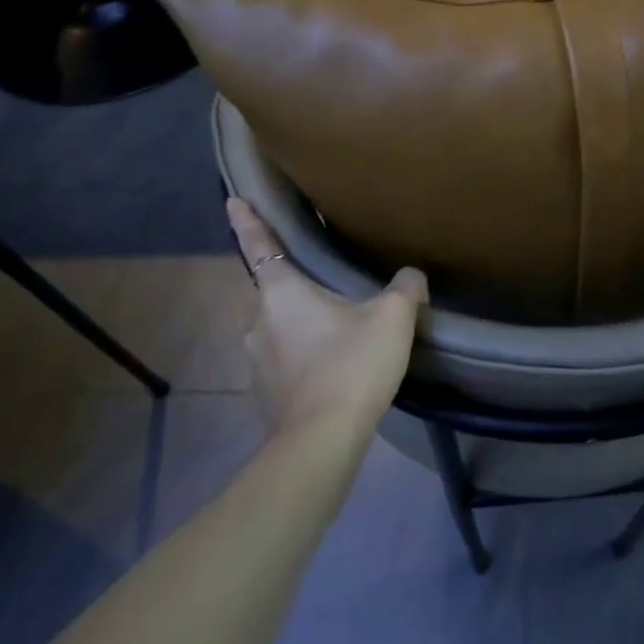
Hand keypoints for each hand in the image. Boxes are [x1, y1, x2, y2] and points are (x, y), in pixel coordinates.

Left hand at [227, 198, 427, 432]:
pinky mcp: (264, 392)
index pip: (260, 244)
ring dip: (302, 320)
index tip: (232, 199)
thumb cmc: (352, 365)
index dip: (247, 220)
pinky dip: (303, 351)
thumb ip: (405, 288)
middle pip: (275, 288)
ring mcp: (256, 359)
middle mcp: (258, 321)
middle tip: (329, 279)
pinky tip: (333, 363)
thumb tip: (411, 276)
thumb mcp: (392, 317)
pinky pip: (283, 356)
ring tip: (338, 326)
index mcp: (281, 293)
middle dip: (297, 282)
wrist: (322, 443)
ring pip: (280, 325)